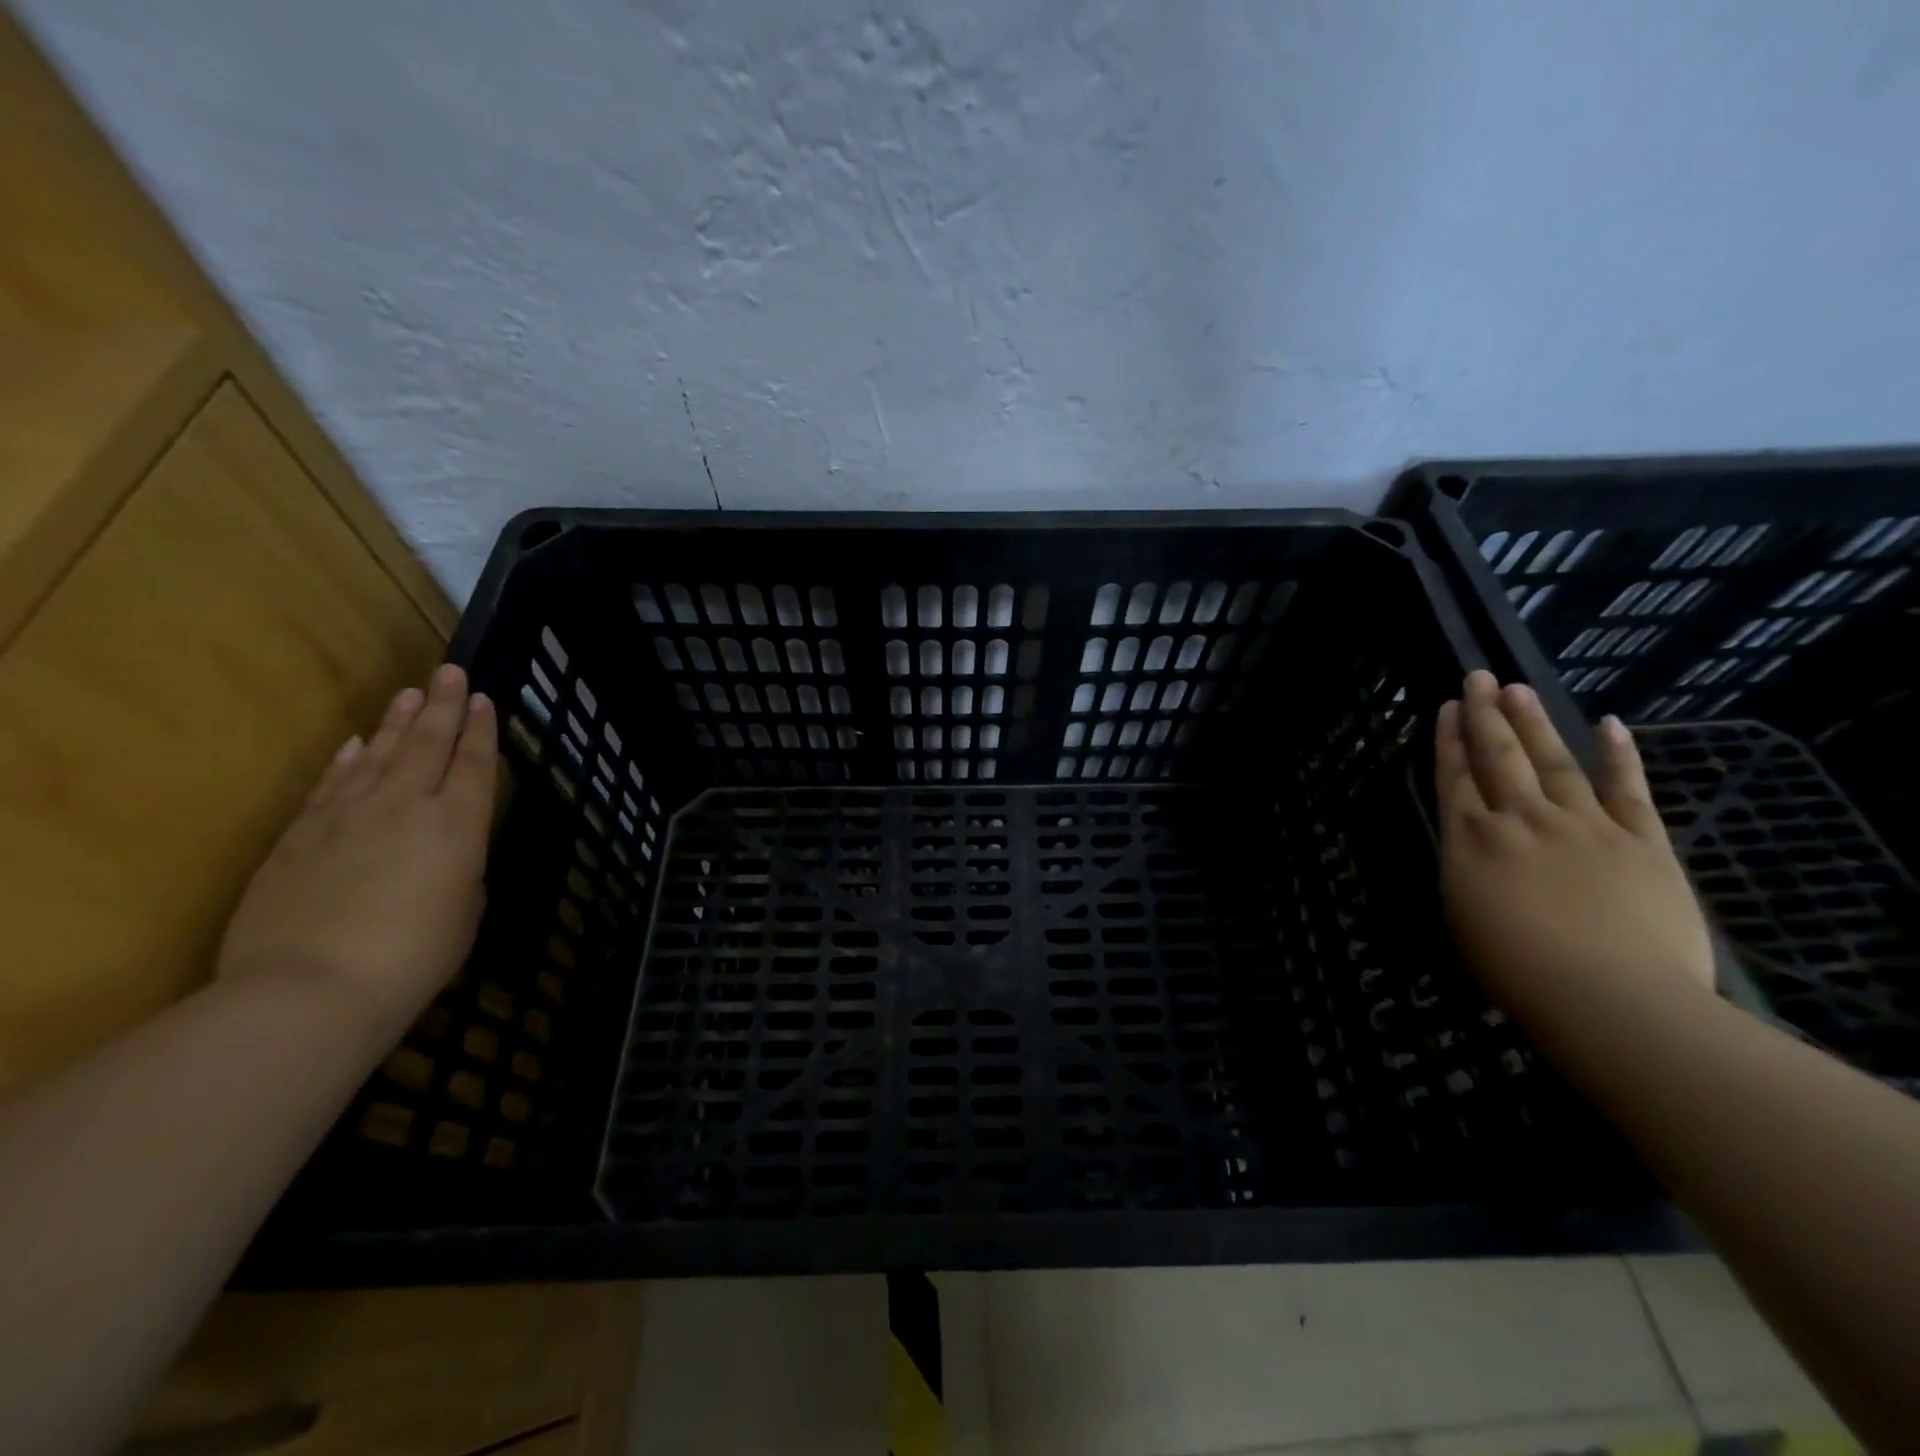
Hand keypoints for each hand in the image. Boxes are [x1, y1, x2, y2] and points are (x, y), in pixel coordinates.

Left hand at [217, 665, 497, 1032]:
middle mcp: (407, 806)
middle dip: (441, 705)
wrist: (310, 988)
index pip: (475, 764)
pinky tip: (354, 742)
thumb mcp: (465, 911)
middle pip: (427, 743)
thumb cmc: (414, 956)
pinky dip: (346, 759)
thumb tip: (442, 855)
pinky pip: (331, 784)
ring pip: (378, 754)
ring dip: (395, 721)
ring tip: (408, 692)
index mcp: (458, 825)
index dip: (481, 729)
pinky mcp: (300, 835)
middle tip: (449, 670)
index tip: (483, 697)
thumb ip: (459, 871)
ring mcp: (348, 815)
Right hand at [1435, 670, 1713, 1027]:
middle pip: (1499, 757)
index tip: (1448, 707)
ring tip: (1519, 688)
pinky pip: (1628, 789)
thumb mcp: (1462, 919)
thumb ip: (1467, 873)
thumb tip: (1475, 850)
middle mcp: (1521, 820)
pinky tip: (1611, 724)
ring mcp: (1584, 825)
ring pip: (1553, 761)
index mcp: (1471, 842)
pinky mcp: (1642, 842)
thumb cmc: (1517, 970)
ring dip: (1534, 722)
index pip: (1455, 778)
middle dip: (1485, 715)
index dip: (1449, 740)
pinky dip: (1619, 755)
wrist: (1610, 998)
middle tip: (1479, 676)